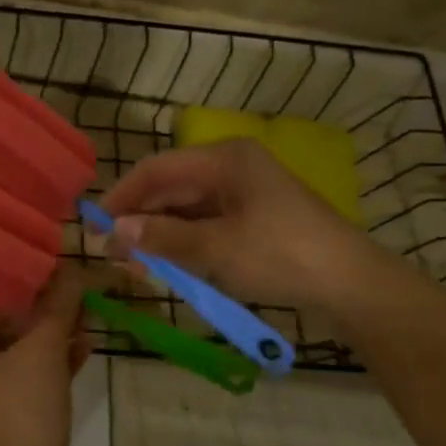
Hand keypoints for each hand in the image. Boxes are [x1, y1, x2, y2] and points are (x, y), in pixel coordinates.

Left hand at [0, 268, 90, 445]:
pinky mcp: (11, 419)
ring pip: (22, 352)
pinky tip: (86, 348)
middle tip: (82, 291)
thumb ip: (57, 307)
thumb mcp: (41, 351)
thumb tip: (73, 269)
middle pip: (6, 325)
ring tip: (90, 316)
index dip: (27, 284)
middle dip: (46, 310)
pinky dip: (56, 364)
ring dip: (55, 335)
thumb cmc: (19, 414)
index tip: (63, 269)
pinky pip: (32, 379)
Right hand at [101, 140, 383, 312]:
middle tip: (112, 255)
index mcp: (224, 160)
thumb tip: (114, 231)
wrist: (351, 285)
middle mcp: (230, 168)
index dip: (121, 197)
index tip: (94, 227)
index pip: (156, 170)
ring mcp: (241, 194)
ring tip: (134, 267)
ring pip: (183, 210)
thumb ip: (162, 237)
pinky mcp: (250, 219)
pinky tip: (164, 266)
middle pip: (168, 189)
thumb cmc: (282, 255)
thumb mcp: (215, 248)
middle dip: (138, 221)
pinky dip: (180, 244)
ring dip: (156, 236)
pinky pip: (202, 225)